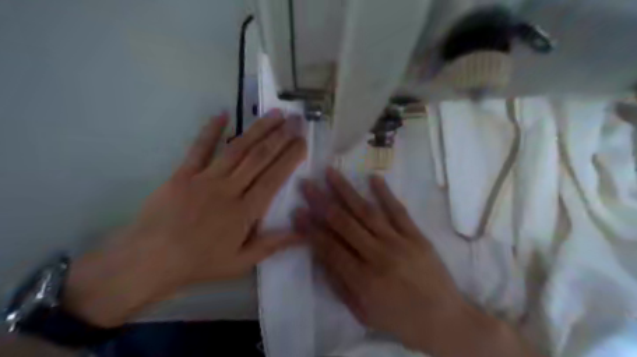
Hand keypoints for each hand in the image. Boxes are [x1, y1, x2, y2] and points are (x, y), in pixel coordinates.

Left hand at [63, 111, 307, 326]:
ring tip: (275, 114)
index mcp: (244, 212)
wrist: (149, 261)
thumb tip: (304, 234)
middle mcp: (228, 189)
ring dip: (257, 129)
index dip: (290, 158)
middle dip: (280, 137)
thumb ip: (273, 245)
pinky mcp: (183, 174)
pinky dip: (211, 130)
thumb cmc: (199, 263)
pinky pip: (199, 148)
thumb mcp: (241, 262)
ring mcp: (205, 179)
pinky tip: (223, 114)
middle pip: (259, 158)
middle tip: (296, 120)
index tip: (303, 141)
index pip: (273, 178)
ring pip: (237, 149)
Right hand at [296, 167, 538, 356]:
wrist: (446, 321)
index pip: (329, 247)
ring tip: (331, 172)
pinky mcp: (417, 236)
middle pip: (344, 223)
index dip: (311, 229)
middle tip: (307, 184)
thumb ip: (340, 284)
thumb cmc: (400, 321)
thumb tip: (321, 256)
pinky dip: (385, 193)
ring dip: (347, 190)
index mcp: (363, 280)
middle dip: (322, 202)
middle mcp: (378, 256)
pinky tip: (372, 178)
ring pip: (367, 211)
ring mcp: (399, 243)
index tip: (297, 211)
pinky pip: (398, 211)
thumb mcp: (363, 313)